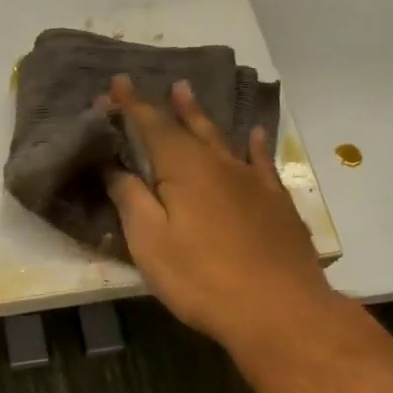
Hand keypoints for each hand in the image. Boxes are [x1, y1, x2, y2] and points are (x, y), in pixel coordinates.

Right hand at [105, 75, 331, 351]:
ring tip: (191, 96)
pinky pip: (261, 162)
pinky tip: (255, 135)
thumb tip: (113, 166)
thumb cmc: (202, 278)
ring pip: (224, 139)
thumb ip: (130, 199)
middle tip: (164, 84)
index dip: (132, 106)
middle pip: (190, 127)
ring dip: (204, 117)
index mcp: (184, 170)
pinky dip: (254, 145)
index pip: (152, 127)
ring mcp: (253, 182)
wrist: (279, 308)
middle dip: (172, 106)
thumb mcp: (150, 242)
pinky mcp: (276, 203)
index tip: (118, 83)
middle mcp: (220, 164)